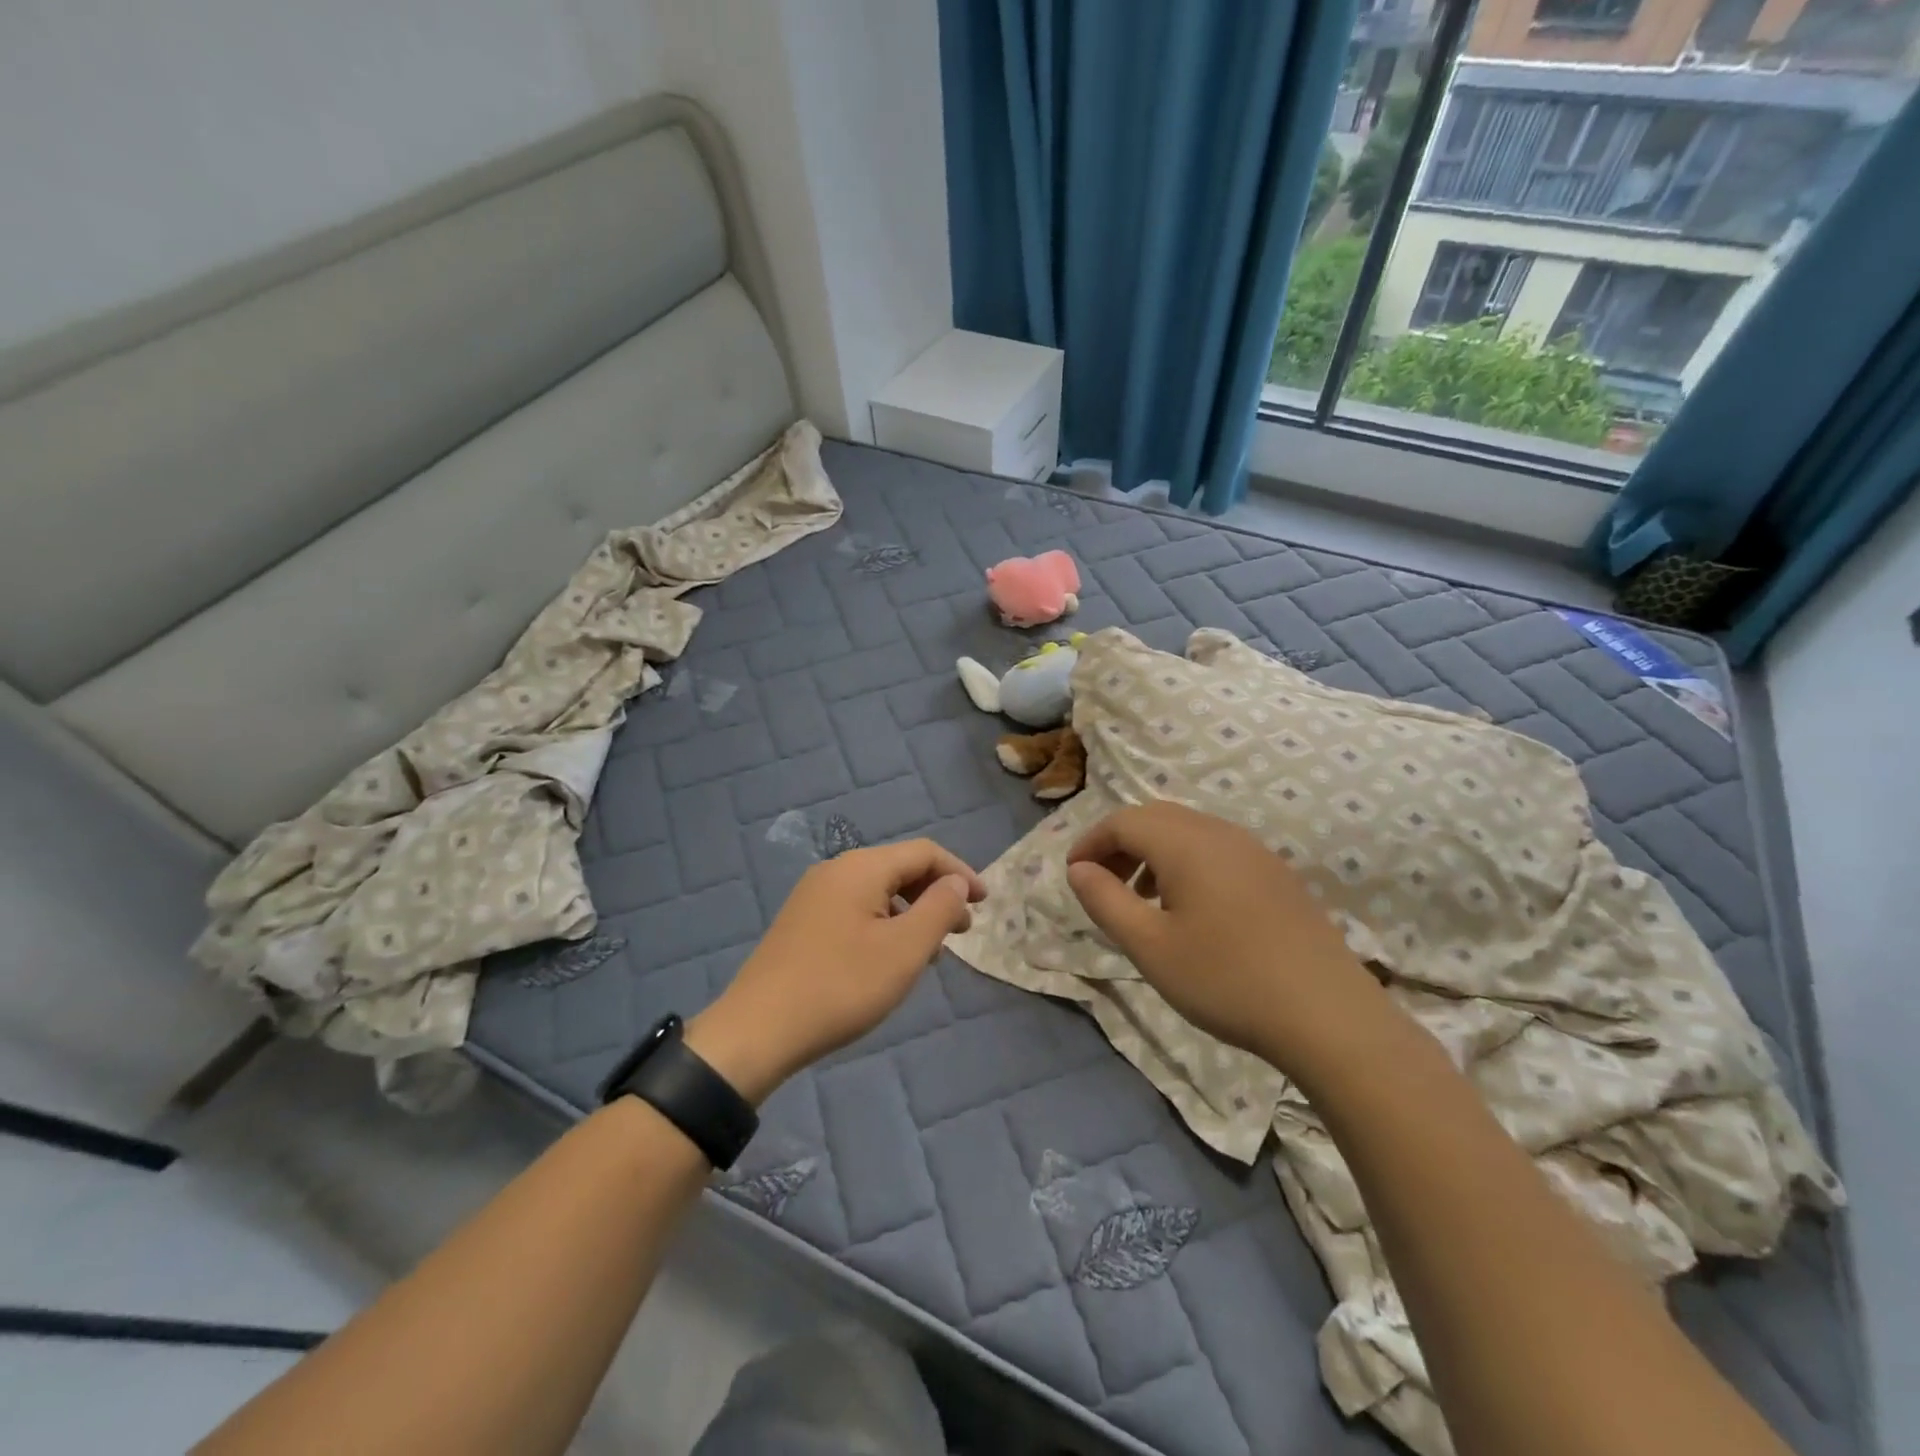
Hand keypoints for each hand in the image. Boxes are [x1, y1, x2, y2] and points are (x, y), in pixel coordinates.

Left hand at [686, 840, 985, 1102]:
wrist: (757, 1031)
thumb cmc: (841, 986)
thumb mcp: (905, 950)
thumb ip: (939, 908)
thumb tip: (956, 881)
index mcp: (861, 868)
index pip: (924, 852)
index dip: (960, 872)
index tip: (986, 903)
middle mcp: (836, 870)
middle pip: (900, 868)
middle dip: (937, 894)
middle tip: (962, 931)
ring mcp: (814, 896)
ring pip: (878, 891)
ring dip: (912, 912)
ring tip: (930, 951)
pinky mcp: (802, 922)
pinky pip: (856, 909)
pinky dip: (885, 924)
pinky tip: (889, 959)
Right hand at [1065, 802, 1383, 1077]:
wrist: (1328, 1015)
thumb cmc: (1226, 979)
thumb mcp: (1149, 946)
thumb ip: (1105, 900)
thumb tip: (1079, 869)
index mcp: (1186, 843)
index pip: (1122, 821)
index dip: (1090, 842)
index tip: (1072, 876)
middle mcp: (1220, 833)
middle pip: (1155, 818)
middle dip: (1119, 844)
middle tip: (1101, 885)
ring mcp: (1254, 851)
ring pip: (1187, 832)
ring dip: (1151, 853)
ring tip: (1141, 900)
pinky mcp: (1276, 874)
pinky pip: (1215, 849)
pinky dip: (1184, 864)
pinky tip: (1188, 910)